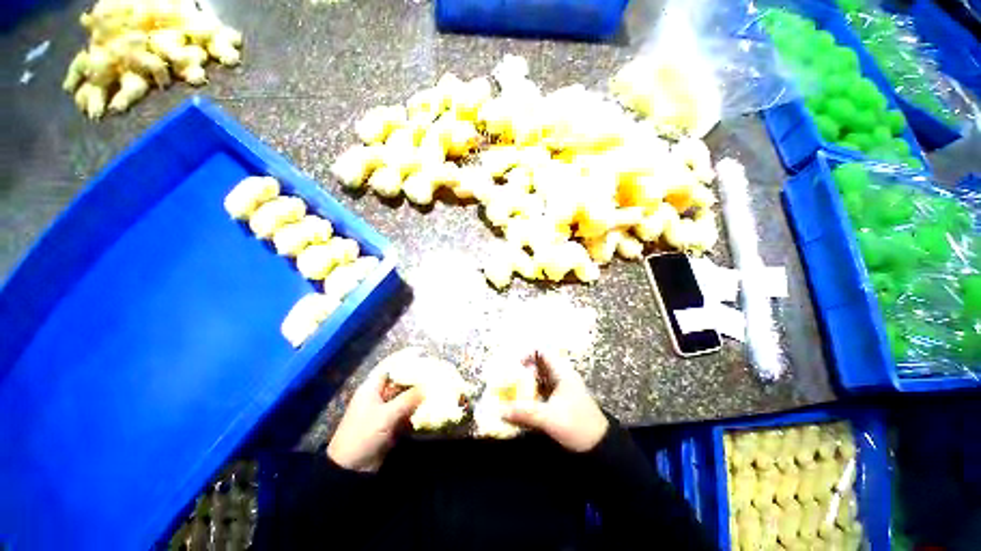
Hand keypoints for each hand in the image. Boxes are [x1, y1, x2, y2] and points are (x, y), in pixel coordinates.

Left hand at [327, 361, 422, 472]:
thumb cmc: (363, 435)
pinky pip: (406, 409)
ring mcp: (384, 409)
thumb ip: (408, 399)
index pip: (390, 365)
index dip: (405, 357)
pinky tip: (429, 404)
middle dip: (415, 374)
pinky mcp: (389, 423)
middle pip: (399, 379)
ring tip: (435, 384)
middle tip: (433, 370)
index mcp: (371, 388)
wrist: (350, 469)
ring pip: (404, 395)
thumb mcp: (386, 416)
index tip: (422, 352)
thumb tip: (428, 386)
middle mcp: (378, 395)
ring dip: (418, 391)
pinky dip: (416, 406)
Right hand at [502, 351, 608, 452]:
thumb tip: (500, 411)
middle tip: (509, 380)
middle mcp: (561, 376)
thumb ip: (524, 413)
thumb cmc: (577, 426)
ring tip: (512, 391)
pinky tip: (523, 403)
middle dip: (523, 370)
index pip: (542, 352)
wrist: (600, 447)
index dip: (527, 354)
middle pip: (538, 364)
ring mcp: (562, 388)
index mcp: (561, 373)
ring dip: (526, 383)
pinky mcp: (561, 400)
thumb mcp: (549, 418)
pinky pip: (542, 390)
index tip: (514, 366)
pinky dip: (532, 393)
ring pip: (540, 378)